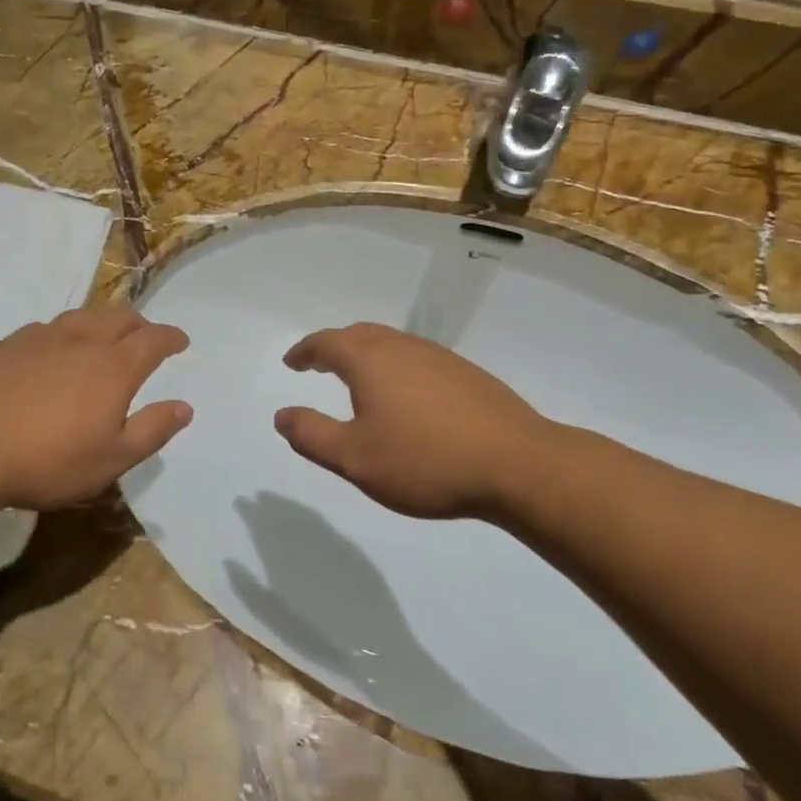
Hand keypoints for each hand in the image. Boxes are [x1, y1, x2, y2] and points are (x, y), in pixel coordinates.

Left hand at [0, 307, 191, 511]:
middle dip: (141, 324)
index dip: (171, 337)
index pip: (153, 339)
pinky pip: (49, 327)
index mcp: (114, 366)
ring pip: (84, 316)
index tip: (181, 341)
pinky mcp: (9, 343)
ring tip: (104, 338)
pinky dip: (67, 332)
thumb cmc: (48, 460)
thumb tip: (184, 407)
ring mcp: (42, 337)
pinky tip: (56, 349)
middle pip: (121, 318)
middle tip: (146, 337)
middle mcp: (82, 340)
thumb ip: (152, 430)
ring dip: (103, 323)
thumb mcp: (112, 459)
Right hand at [273, 323, 553, 519]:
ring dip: (367, 356)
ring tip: (358, 381)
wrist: (518, 465)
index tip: (291, 362)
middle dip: (334, 347)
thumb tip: (281, 415)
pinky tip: (406, 398)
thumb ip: (311, 434)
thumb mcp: (354, 458)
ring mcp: (440, 358)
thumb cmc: (425, 461)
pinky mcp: (468, 375)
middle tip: (319, 365)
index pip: (326, 343)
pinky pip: (417, 360)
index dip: (304, 351)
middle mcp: (403, 347)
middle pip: (360, 335)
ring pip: (392, 345)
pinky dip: (396, 368)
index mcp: (370, 360)